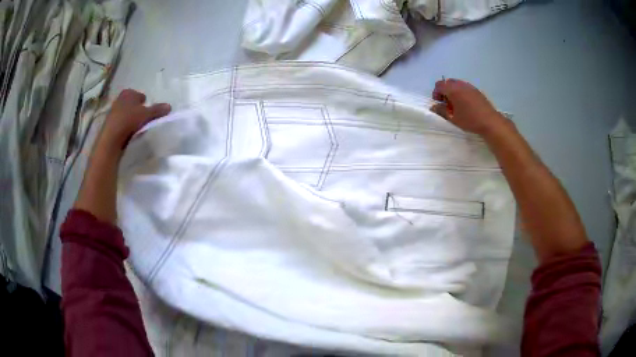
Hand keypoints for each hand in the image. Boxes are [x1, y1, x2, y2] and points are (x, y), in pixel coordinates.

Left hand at [97, 89, 170, 152]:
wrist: (111, 137)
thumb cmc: (129, 120)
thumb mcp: (146, 115)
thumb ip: (157, 110)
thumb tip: (169, 106)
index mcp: (128, 93)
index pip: (140, 96)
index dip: (145, 103)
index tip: (147, 112)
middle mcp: (119, 98)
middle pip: (132, 104)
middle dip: (137, 110)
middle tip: (142, 119)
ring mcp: (113, 110)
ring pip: (126, 113)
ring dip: (130, 118)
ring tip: (135, 128)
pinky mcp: (109, 123)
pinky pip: (120, 122)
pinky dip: (124, 126)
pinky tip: (127, 133)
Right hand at [431, 79, 509, 136]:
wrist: (490, 121)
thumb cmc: (469, 120)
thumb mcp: (453, 118)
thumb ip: (441, 111)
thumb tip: (433, 107)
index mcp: (453, 90)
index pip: (439, 85)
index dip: (436, 93)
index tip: (439, 103)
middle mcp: (460, 85)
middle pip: (448, 82)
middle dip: (445, 91)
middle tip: (447, 103)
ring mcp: (469, 86)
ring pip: (457, 84)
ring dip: (453, 91)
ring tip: (456, 104)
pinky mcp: (476, 90)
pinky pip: (465, 87)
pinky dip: (461, 92)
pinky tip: (465, 104)